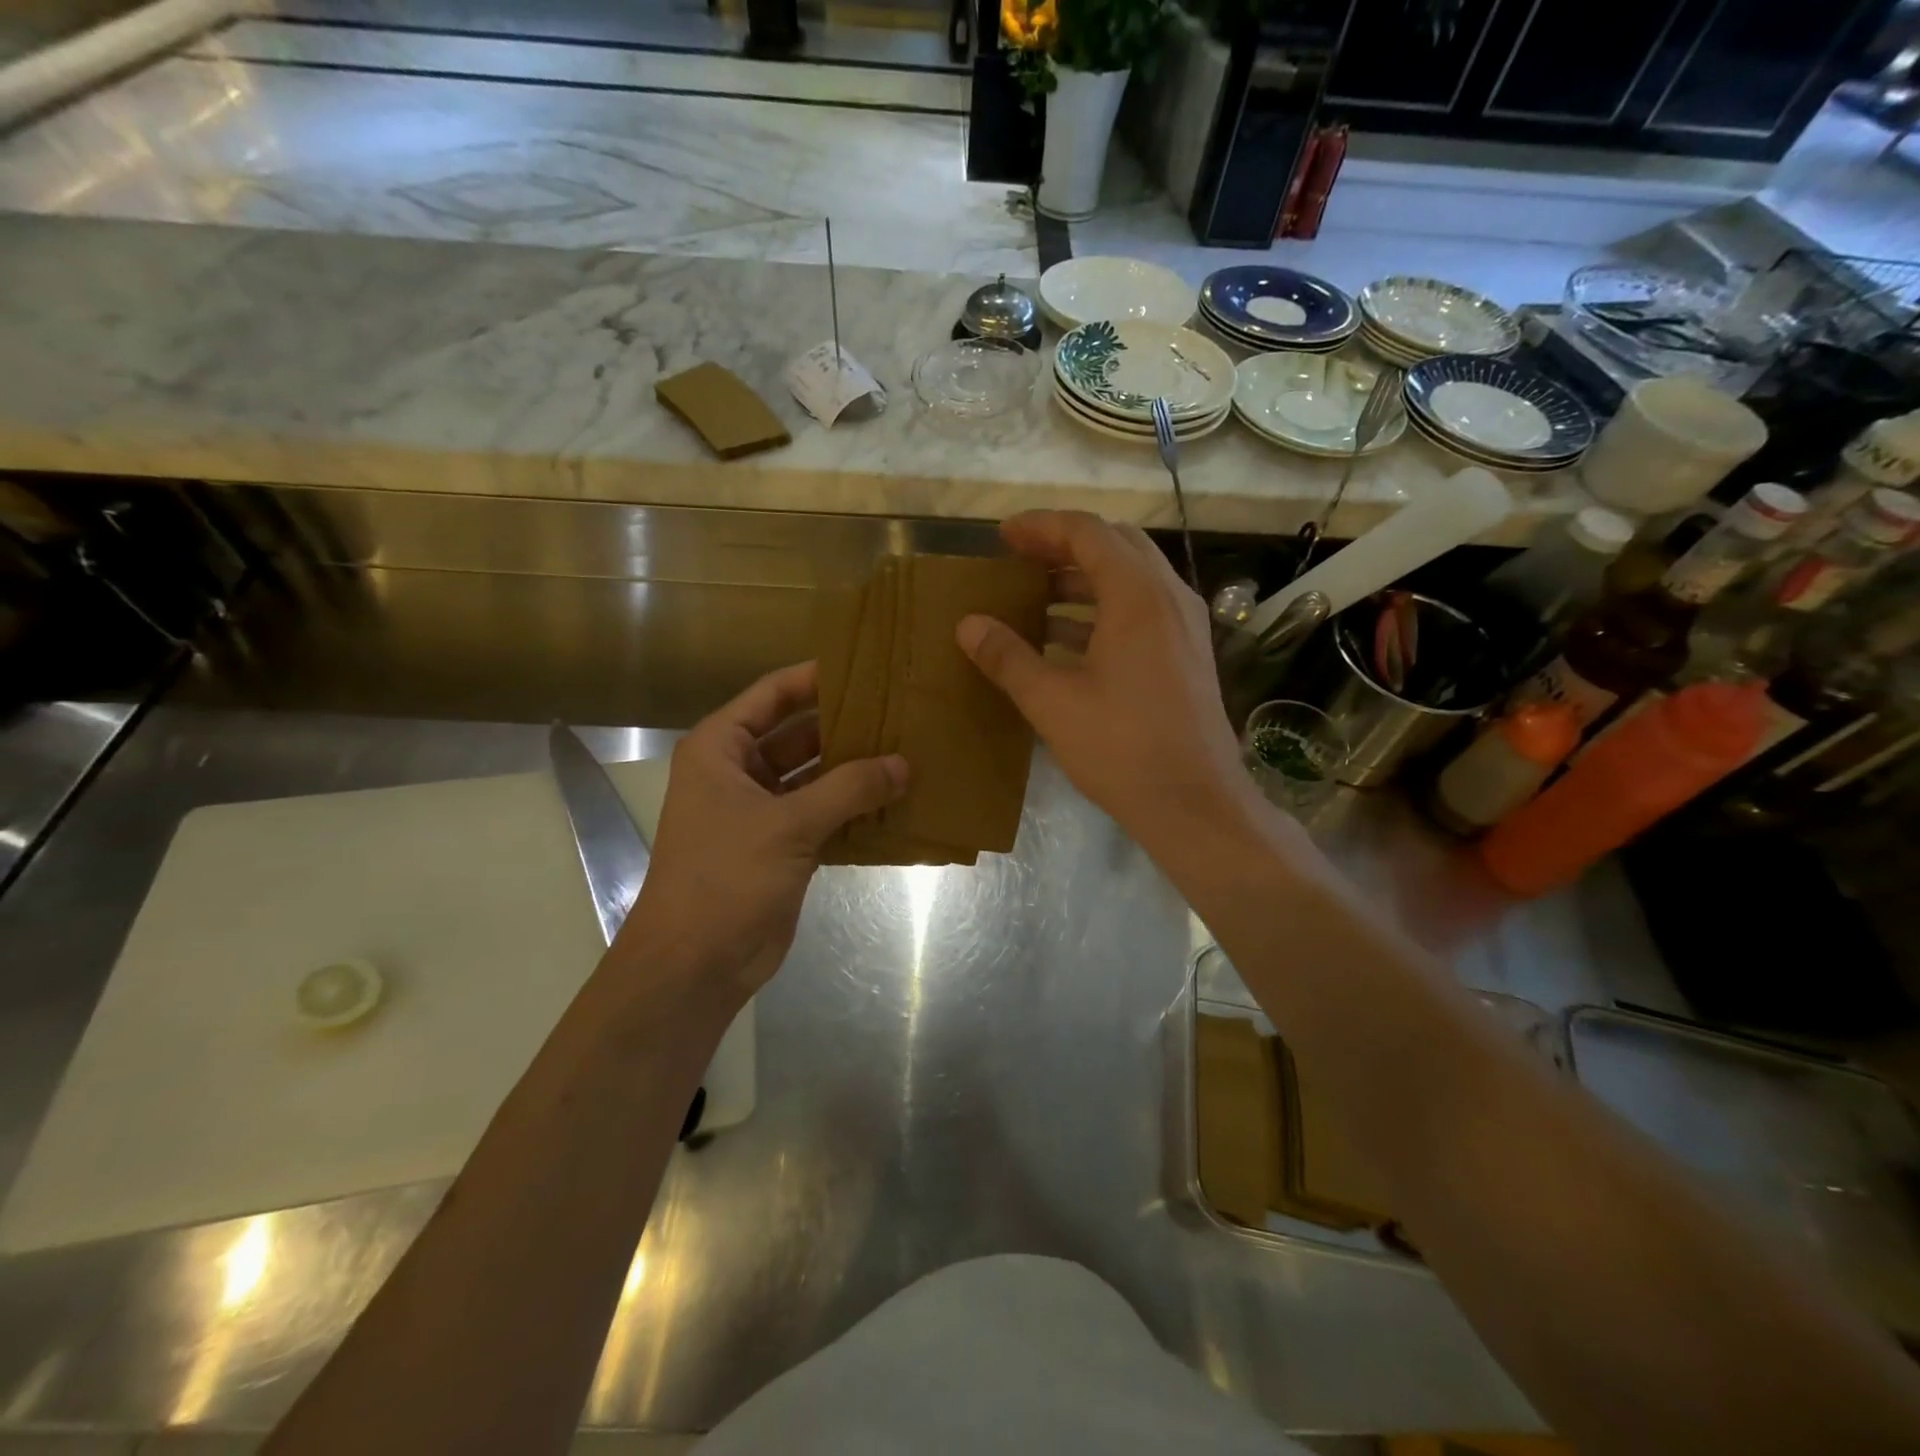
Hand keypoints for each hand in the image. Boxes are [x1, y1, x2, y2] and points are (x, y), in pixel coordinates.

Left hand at [616, 662, 906, 1004]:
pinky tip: (896, 799)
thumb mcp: (788, 824)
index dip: (816, 677)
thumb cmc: (726, 877)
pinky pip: (824, 812)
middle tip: (901, 711)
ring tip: (908, 750)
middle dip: (846, 726)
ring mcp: (761, 810)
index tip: (867, 667)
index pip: (772, 694)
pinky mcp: (782, 845)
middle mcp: (739, 772)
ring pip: (815, 775)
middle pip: (798, 733)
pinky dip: (854, 807)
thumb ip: (849, 788)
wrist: (696, 964)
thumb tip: (904, 764)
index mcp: (721, 749)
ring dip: (855, 769)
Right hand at [956, 511, 1255, 847]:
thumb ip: (1008, 657)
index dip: (1041, 526)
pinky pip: (1142, 609)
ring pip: (1131, 577)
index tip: (1002, 536)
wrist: (1194, 802)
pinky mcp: (1186, 653)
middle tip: (1020, 558)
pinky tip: (1066, 638)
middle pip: (1116, 545)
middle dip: (1064, 545)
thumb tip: (968, 624)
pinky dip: (1103, 608)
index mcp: (1137, 596)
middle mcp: (1168, 597)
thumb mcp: (1052, 703)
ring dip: (1084, 578)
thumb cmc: (1122, 748)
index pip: (1087, 533)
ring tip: (1035, 594)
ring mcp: (1184, 626)